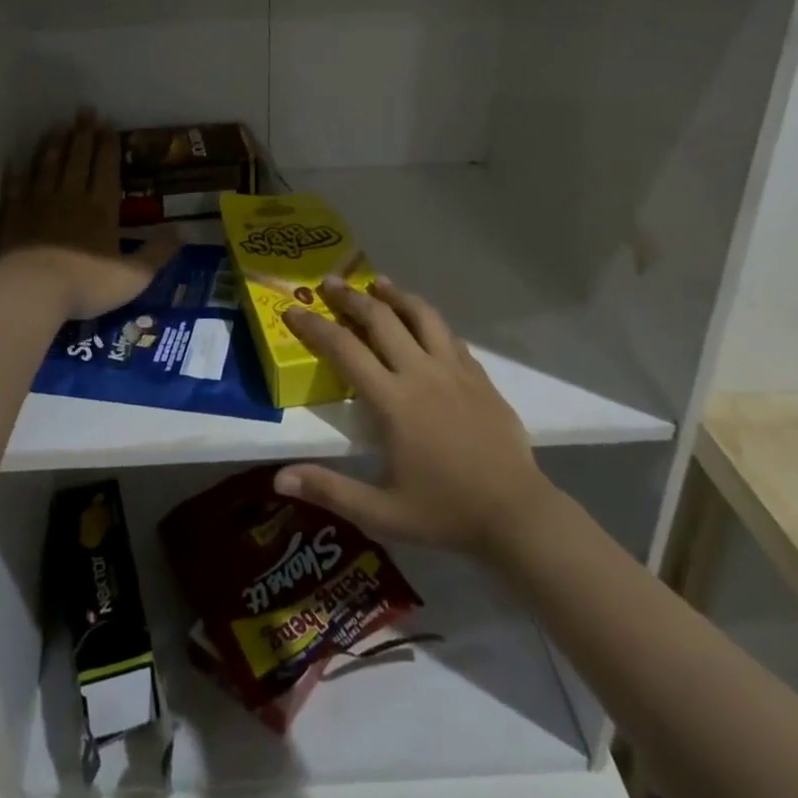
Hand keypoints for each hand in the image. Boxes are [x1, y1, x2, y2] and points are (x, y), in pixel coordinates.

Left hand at [0, 111, 175, 321]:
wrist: (34, 292)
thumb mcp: (134, 275)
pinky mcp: (14, 216)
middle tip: (85, 110)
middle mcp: (71, 197)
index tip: (109, 124)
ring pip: (48, 167)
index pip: (106, 168)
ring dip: (54, 145)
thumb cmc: (88, 284)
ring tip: (58, 127)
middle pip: (78, 159)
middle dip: (83, 134)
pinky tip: (15, 162)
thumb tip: (185, 231)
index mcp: (102, 208)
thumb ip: (159, 252)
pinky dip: (17, 174)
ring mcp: (40, 204)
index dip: (108, 146)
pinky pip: (16, 188)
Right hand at [274, 278, 557, 559]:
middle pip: (381, 318)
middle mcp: (422, 373)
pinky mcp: (480, 376)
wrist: (517, 515)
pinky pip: (449, 336)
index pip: (344, 350)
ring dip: (395, 295)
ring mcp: (455, 370)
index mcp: (393, 400)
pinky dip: (429, 322)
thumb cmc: (445, 512)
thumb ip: (329, 490)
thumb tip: (279, 479)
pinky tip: (423, 323)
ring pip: (421, 315)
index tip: (293, 309)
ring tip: (378, 284)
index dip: (314, 326)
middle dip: (351, 297)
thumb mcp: (381, 513)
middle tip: (330, 282)